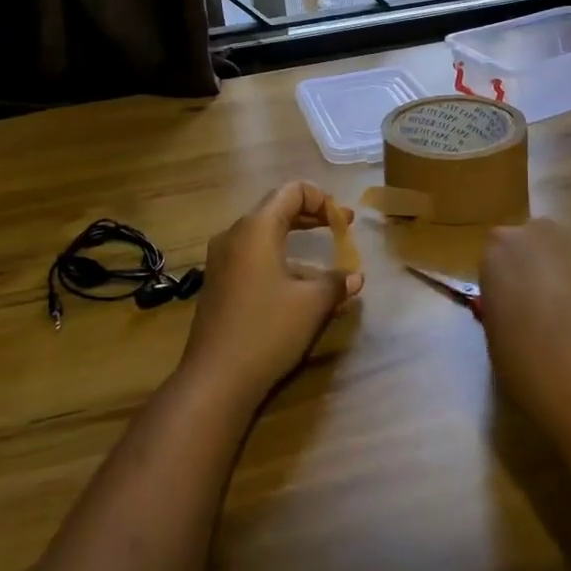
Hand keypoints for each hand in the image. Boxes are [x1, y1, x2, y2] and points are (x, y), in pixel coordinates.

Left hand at [179, 183, 364, 408]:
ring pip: (264, 236)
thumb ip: (336, 283)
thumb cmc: (267, 330)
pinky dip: (279, 260)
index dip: (323, 199)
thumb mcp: (311, 305)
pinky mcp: (218, 283)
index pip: (292, 191)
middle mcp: (234, 235)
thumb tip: (356, 278)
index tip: (345, 222)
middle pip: (276, 209)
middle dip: (311, 216)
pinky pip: (253, 257)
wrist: (214, 380)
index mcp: (256, 228)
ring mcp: (221, 260)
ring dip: (296, 241)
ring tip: (326, 264)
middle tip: (341, 228)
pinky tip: (299, 289)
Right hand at [478, 219, 570, 440]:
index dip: (509, 277)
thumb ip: (504, 301)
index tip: (516, 304)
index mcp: (499, 248)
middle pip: (538, 241)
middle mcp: (540, 232)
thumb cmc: (527, 366)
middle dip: (543, 265)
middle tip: (551, 307)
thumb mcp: (495, 332)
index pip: (499, 251)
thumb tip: (519, 302)